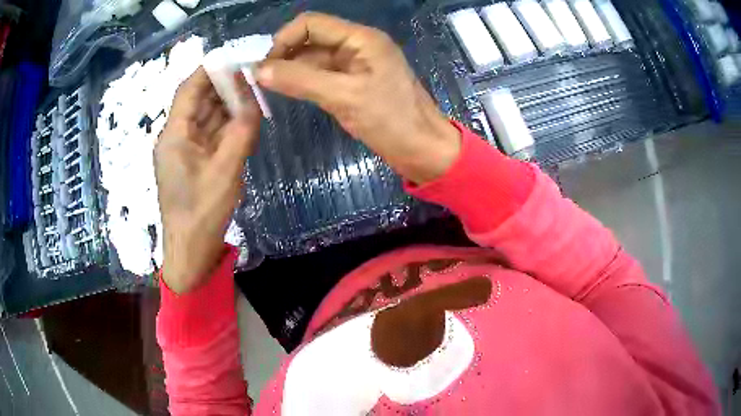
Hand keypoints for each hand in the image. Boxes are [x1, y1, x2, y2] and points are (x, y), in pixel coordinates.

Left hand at [154, 68, 260, 293]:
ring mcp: (185, 151)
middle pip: (198, 101)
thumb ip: (241, 133)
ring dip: (227, 106)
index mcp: (174, 135)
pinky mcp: (194, 163)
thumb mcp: (225, 172)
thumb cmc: (201, 214)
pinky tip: (245, 120)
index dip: (209, 70)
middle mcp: (176, 138)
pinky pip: (211, 136)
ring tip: (253, 94)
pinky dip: (227, 126)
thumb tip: (254, 101)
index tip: (234, 57)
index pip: (188, 90)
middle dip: (223, 86)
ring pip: (206, 118)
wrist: (190, 252)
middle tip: (252, 75)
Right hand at [257, 12, 460, 183]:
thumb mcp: (343, 96)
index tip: (264, 66)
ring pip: (315, 58)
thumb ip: (300, 80)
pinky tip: (291, 93)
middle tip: (262, 81)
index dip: (284, 39)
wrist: (423, 149)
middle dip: (285, 55)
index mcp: (361, 38)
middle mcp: (357, 44)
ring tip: (270, 89)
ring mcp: (357, 63)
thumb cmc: (390, 121)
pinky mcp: (355, 82)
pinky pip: (323, 74)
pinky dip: (305, 81)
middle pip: (312, 38)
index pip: (311, 23)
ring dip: (293, 69)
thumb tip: (258, 70)